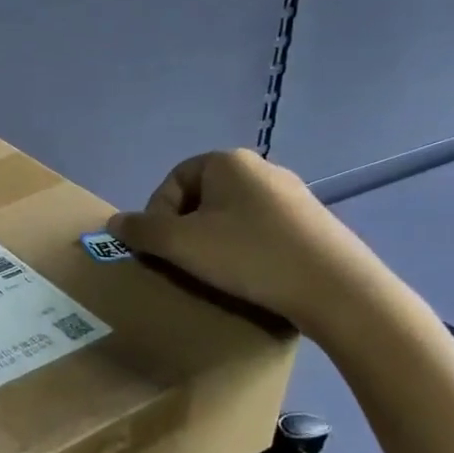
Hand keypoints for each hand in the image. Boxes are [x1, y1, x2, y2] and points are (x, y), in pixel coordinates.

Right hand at [108, 149, 394, 339]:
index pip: (173, 180)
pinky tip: (253, 275)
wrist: (339, 290)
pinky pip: (262, 229)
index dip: (158, 214)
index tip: (163, 248)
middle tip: (185, 261)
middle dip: (186, 228)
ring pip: (232, 214)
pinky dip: (247, 248)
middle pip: (202, 196)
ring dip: (215, 240)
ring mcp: (292, 194)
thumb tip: (114, 223)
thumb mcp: (181, 245)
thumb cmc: (250, 256)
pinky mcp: (314, 221)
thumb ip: (141, 231)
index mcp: (227, 162)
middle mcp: (260, 168)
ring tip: (217, 272)